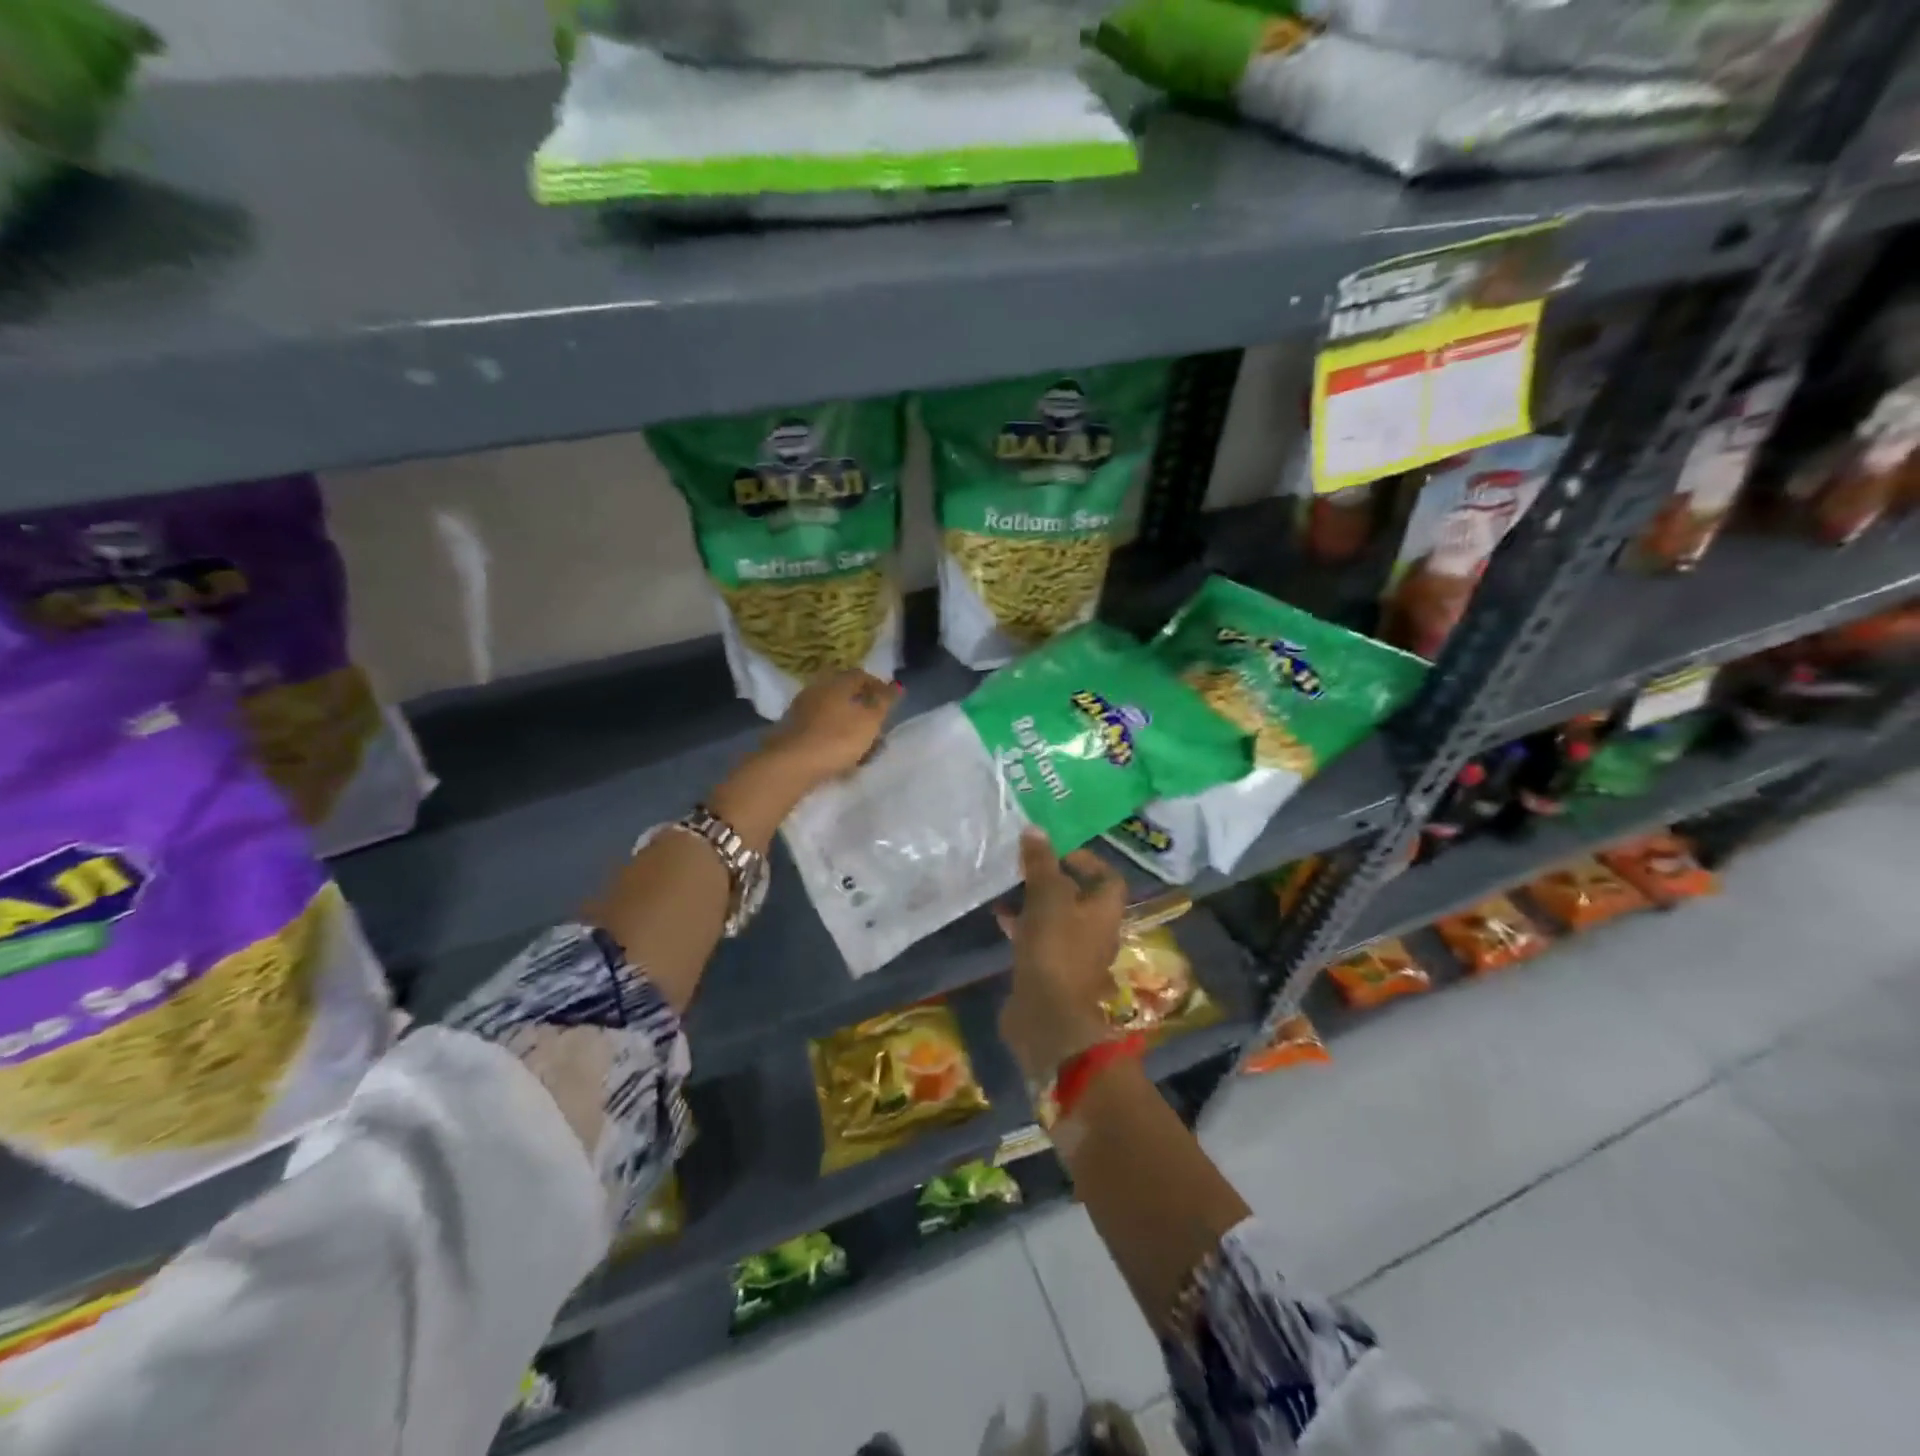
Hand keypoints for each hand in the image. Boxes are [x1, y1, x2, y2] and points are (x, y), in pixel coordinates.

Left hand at [760, 669, 900, 793]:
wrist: (791, 764)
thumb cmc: (838, 738)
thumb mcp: (870, 720)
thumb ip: (885, 702)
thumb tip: (897, 685)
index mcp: (837, 683)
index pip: (860, 675)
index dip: (877, 687)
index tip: (890, 704)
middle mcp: (817, 690)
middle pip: (845, 694)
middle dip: (862, 709)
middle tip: (877, 726)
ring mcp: (801, 710)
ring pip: (832, 713)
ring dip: (848, 725)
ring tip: (861, 746)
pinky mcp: (791, 731)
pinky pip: (819, 729)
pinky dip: (833, 737)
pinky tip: (840, 754)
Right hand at [996, 831, 1127, 1083]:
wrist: (1047, 1015)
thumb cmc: (1056, 948)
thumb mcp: (1047, 896)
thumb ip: (1041, 863)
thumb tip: (1035, 830)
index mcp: (1105, 910)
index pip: (1107, 876)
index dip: (1085, 859)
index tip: (1056, 850)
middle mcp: (1096, 931)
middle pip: (1078, 896)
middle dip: (1053, 879)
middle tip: (1026, 864)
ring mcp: (1073, 954)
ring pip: (1056, 917)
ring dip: (1035, 901)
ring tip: (1008, 885)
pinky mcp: (1050, 971)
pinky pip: (1039, 939)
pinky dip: (1023, 926)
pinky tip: (1000, 917)